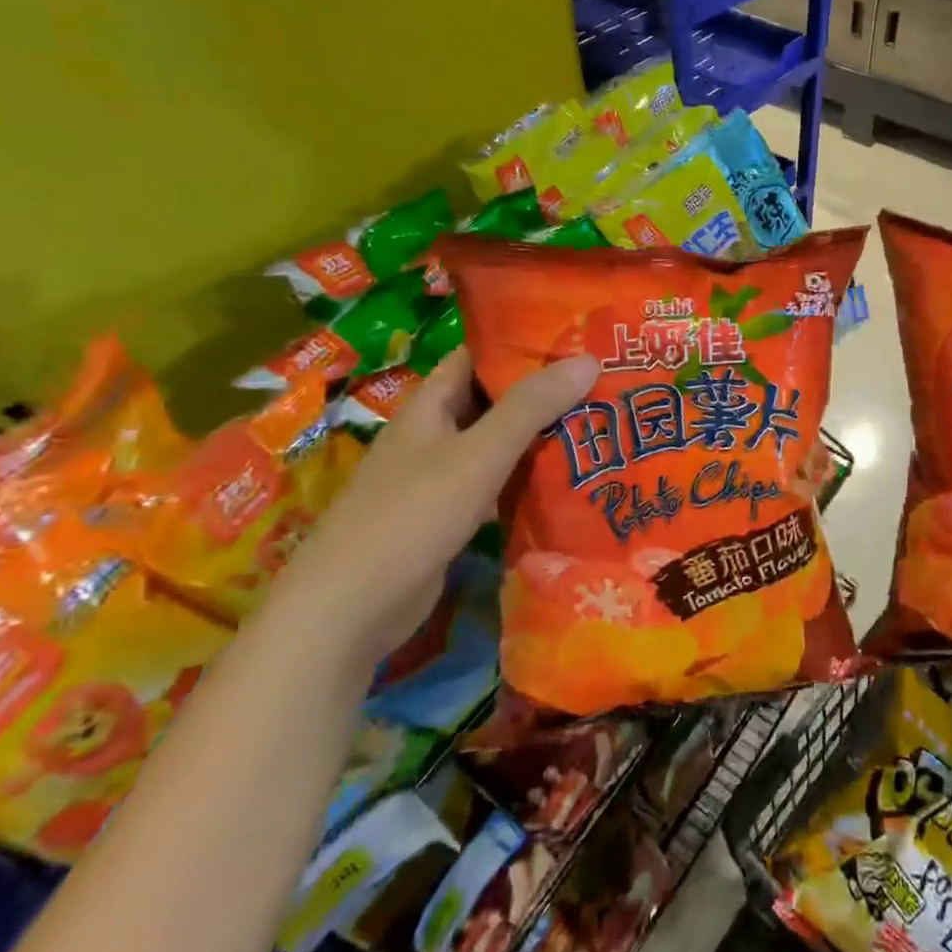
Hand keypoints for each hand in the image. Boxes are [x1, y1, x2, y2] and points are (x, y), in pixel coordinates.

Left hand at [268, 349, 598, 669]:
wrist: (347, 614)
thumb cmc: (410, 517)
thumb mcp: (477, 455)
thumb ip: (531, 407)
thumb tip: (589, 358)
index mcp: (430, 407)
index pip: (477, 356)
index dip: (521, 343)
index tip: (576, 337)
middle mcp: (433, 436)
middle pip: (493, 401)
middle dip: (543, 391)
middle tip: (604, 382)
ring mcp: (439, 480)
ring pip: (498, 445)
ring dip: (540, 436)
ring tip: (599, 423)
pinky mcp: (449, 520)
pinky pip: (496, 486)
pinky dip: (527, 479)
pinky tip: (568, 480)